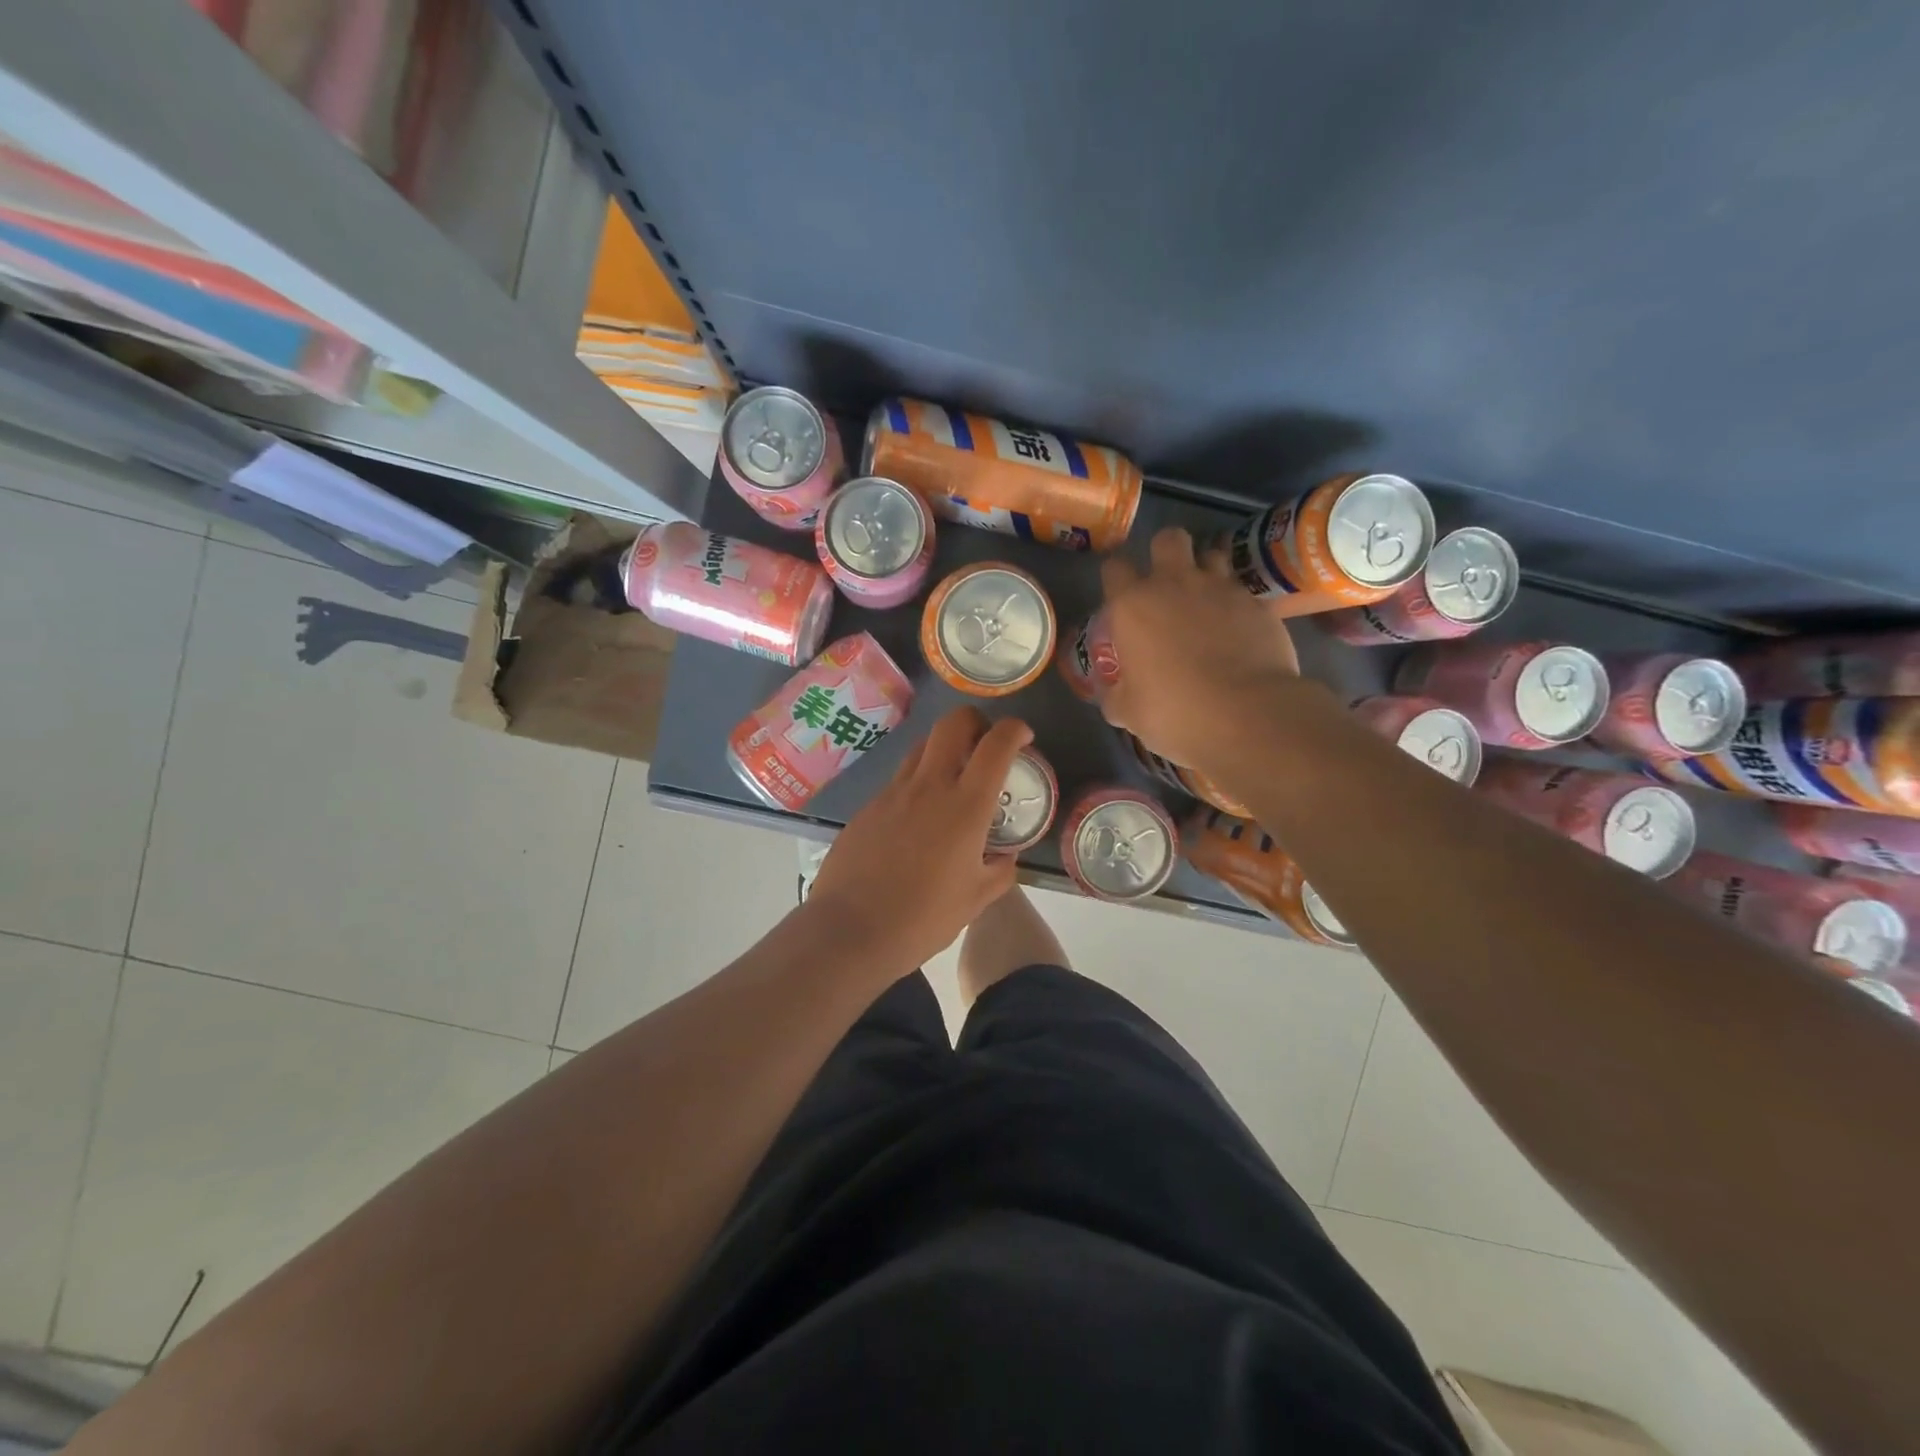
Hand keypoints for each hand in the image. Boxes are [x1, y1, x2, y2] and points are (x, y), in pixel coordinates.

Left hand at [806, 707, 1031, 973]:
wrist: (850, 930)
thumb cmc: (922, 918)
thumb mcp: (975, 900)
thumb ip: (999, 872)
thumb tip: (1006, 856)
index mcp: (965, 806)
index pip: (995, 745)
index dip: (1014, 730)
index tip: (1023, 737)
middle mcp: (929, 786)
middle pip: (952, 723)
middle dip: (975, 721)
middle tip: (984, 744)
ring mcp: (893, 793)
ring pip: (921, 747)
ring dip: (943, 749)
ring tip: (952, 779)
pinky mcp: (868, 807)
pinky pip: (899, 781)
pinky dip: (917, 784)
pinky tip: (918, 819)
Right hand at [1098, 526, 1301, 774]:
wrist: (1246, 714)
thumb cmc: (1174, 712)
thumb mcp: (1128, 712)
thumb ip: (1115, 694)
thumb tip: (1111, 693)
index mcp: (1133, 606)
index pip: (1114, 568)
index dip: (1116, 578)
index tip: (1120, 595)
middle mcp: (1174, 584)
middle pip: (1168, 539)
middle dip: (1165, 552)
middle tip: (1166, 582)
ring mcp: (1220, 588)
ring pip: (1211, 553)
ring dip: (1205, 569)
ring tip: (1205, 597)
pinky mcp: (1257, 603)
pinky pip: (1242, 590)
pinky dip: (1236, 602)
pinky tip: (1237, 626)